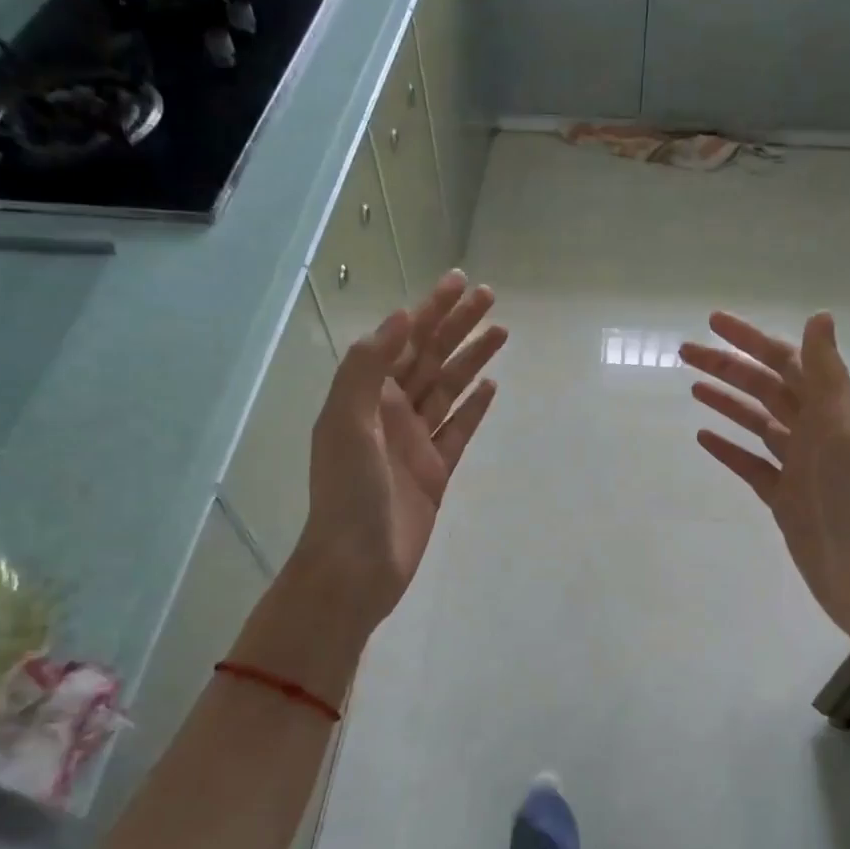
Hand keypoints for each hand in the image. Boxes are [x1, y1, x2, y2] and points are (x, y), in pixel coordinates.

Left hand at [288, 271, 505, 634]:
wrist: (357, 565)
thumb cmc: (348, 494)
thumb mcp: (347, 423)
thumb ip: (368, 369)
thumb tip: (400, 319)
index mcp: (367, 397)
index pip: (405, 341)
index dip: (432, 310)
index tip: (460, 283)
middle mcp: (391, 412)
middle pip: (431, 358)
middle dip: (458, 326)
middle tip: (490, 297)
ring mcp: (415, 442)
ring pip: (449, 389)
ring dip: (473, 360)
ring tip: (502, 332)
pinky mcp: (435, 471)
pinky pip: (459, 430)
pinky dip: (474, 408)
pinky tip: (491, 388)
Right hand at [682, 311, 849, 647]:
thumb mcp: (844, 431)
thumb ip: (828, 377)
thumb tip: (819, 317)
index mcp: (831, 412)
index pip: (786, 363)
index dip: (750, 340)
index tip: (713, 322)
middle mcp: (814, 433)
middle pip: (765, 390)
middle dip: (728, 367)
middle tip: (685, 352)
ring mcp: (798, 467)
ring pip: (757, 424)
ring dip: (727, 402)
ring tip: (693, 386)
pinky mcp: (784, 499)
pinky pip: (751, 465)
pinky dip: (729, 449)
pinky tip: (704, 437)